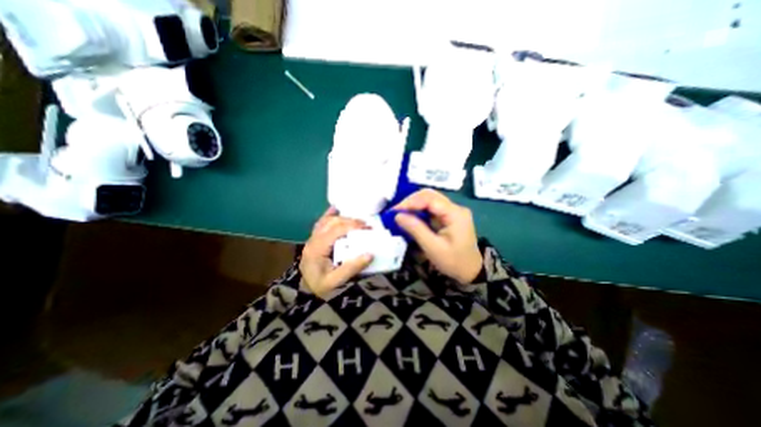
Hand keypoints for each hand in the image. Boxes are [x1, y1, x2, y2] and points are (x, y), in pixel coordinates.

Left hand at [302, 207, 374, 296]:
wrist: (305, 292)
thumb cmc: (321, 287)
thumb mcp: (336, 281)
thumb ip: (352, 268)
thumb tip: (370, 254)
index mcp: (317, 249)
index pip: (336, 230)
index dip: (352, 225)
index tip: (367, 227)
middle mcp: (313, 240)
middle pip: (332, 222)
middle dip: (350, 221)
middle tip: (366, 225)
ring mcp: (312, 238)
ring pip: (327, 220)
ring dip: (343, 218)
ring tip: (357, 222)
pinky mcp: (314, 239)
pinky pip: (321, 223)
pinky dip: (329, 215)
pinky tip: (336, 210)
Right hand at [391, 188, 480, 283]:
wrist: (470, 271)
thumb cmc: (453, 261)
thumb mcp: (433, 247)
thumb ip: (416, 229)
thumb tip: (397, 215)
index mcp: (455, 213)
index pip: (430, 199)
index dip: (410, 202)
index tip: (395, 211)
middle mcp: (455, 207)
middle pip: (430, 195)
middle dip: (411, 201)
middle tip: (396, 212)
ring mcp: (452, 211)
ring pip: (429, 200)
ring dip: (414, 205)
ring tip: (400, 214)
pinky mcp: (449, 216)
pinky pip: (431, 208)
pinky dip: (419, 211)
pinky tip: (411, 217)